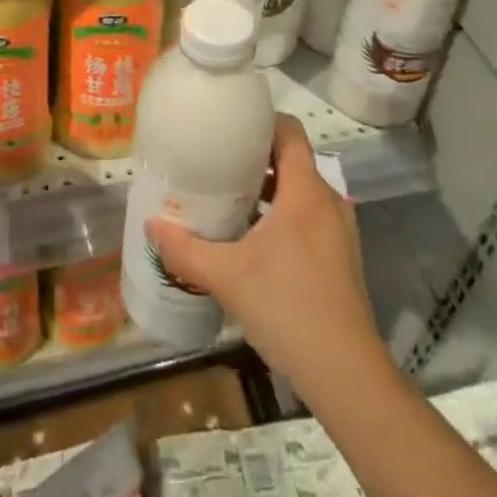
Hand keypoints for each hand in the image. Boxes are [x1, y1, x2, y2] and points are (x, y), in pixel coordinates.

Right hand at [146, 115, 389, 398]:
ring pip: (300, 192)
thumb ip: (185, 249)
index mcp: (306, 191)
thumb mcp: (227, 276)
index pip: (289, 131)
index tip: (228, 124)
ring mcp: (339, 232)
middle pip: (292, 160)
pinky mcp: (340, 258)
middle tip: (215, 162)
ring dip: (267, 190)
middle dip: (255, 157)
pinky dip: (281, 216)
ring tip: (228, 198)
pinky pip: (308, 218)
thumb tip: (150, 225)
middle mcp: (328, 202)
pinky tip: (251, 240)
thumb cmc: (288, 308)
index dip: (261, 120)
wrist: (347, 376)